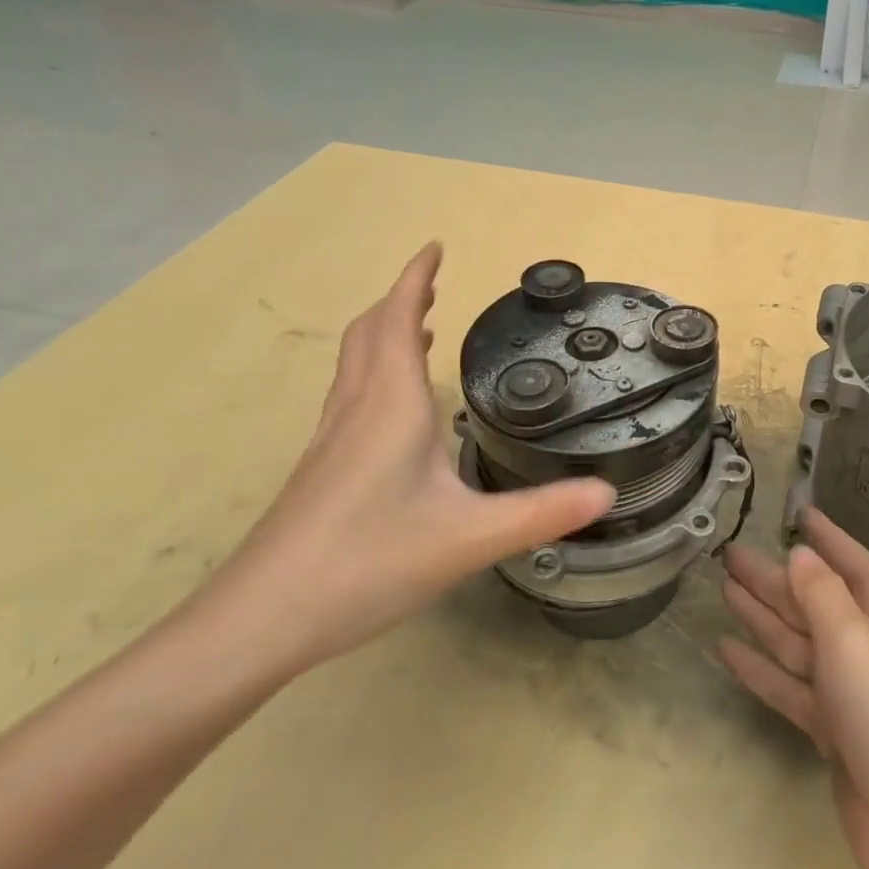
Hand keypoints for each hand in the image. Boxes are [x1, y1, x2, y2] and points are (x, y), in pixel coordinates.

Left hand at [200, 243, 614, 678]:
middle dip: (399, 300)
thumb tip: (607, 490)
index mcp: (391, 406)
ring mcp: (329, 439)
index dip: (415, 279)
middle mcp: (356, 409)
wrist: (260, 620)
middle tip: (432, 285)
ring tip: (414, 328)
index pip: (397, 320)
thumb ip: (541, 513)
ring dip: (382, 333)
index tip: (434, 248)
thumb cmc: (366, 563)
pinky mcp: (319, 469)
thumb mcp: (468, 538)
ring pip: (353, 364)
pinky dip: (372, 371)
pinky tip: (389, 407)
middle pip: (369, 333)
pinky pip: (348, 395)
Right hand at [719, 510, 868, 868]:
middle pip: (812, 597)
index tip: (798, 509)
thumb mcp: (852, 636)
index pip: (847, 556)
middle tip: (729, 552)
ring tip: (723, 587)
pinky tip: (726, 649)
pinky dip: (760, 667)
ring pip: (796, 638)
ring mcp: (851, 685)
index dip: (823, 533)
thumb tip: (800, 553)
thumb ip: (820, 590)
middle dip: (772, 575)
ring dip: (760, 615)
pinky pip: (790, 683)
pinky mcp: (834, 727)